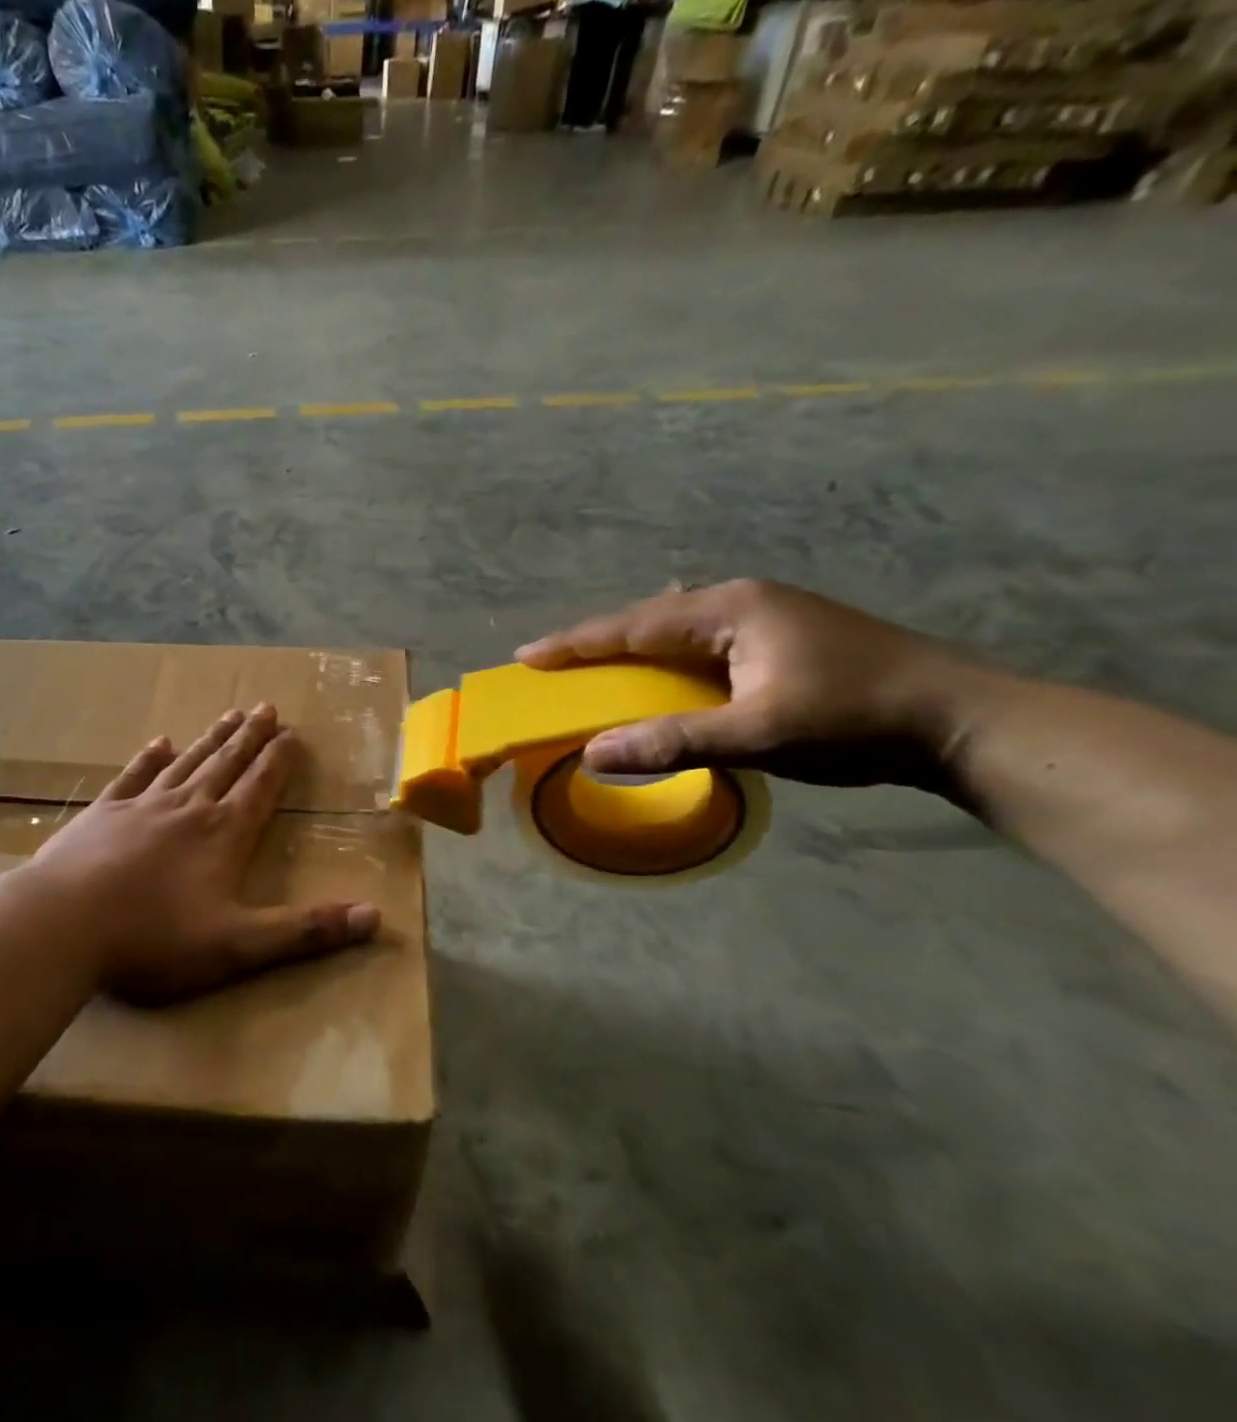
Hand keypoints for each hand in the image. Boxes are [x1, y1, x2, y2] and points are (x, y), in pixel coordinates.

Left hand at [25, 705, 381, 1004]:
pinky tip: (160, 743)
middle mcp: (188, 809)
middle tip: (266, 707)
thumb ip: (306, 931)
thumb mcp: (239, 945)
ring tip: (230, 714)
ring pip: (186, 763)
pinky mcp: (102, 814)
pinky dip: (149, 759)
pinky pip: (133, 777)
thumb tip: (374, 917)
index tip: (292, 733)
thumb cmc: (154, 938)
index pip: (260, 788)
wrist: (62, 925)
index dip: (279, 761)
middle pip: (226, 764)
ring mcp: (141, 807)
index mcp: (223, 835)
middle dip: (250, 737)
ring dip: (211, 739)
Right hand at [517, 579, 990, 789]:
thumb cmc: (855, 719)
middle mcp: (741, 602)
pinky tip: (659, 675)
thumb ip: (673, 742)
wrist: (962, 720)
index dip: (576, 643)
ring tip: (593, 669)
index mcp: (729, 610)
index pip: (633, 625)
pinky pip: (700, 645)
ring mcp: (765, 617)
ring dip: (632, 650)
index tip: (526, 655)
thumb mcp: (758, 734)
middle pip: (649, 619)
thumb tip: (593, 753)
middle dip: (598, 642)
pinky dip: (665, 662)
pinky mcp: (781, 639)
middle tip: (551, 664)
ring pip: (676, 631)